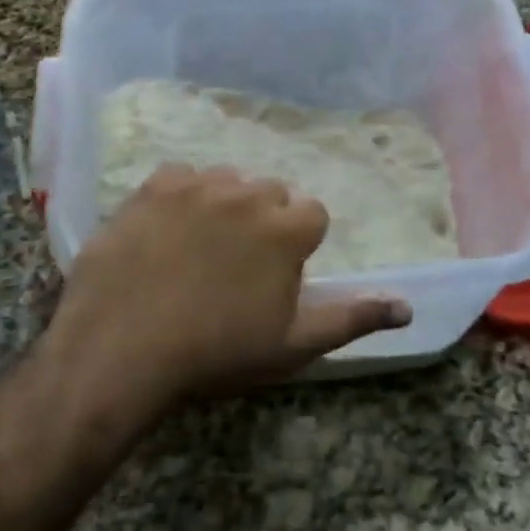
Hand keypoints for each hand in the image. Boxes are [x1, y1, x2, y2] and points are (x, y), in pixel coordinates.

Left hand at [46, 165, 410, 407]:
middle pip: (270, 193)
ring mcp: (196, 186)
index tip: (277, 274)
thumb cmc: (217, 354)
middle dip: (263, 221)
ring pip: (226, 181)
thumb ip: (352, 318)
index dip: (298, 244)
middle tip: (237, 265)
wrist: (122, 351)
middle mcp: (246, 195)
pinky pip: (180, 176)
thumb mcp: (293, 345)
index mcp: (285, 230)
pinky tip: (165, 230)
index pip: (312, 214)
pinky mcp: (152, 188)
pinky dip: (181, 196)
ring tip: (199, 247)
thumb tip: (407, 307)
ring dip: (223, 205)